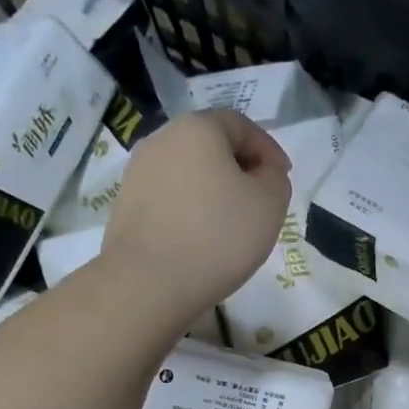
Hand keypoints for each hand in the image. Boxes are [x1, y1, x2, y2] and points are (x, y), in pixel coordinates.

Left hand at [97, 109, 292, 320]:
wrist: (148, 283)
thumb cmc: (218, 237)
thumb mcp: (270, 204)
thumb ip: (275, 178)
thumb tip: (262, 172)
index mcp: (198, 128)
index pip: (241, 125)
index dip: (268, 149)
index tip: (283, 178)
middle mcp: (162, 140)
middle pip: (210, 146)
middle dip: (238, 169)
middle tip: (259, 201)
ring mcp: (138, 174)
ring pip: (188, 174)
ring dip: (213, 192)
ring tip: (231, 225)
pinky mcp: (126, 207)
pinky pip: (169, 200)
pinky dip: (190, 211)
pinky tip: (201, 240)